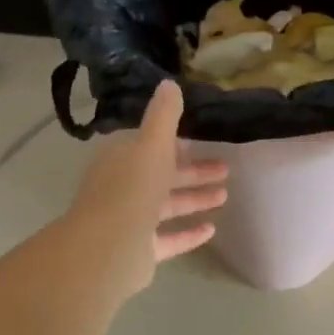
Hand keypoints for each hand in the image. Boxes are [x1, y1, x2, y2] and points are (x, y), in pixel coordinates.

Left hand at [66, 80, 228, 296]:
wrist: (107, 248)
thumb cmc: (131, 189)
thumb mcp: (152, 145)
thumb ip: (164, 116)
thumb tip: (169, 83)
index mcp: (121, 159)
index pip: (148, 145)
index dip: (174, 142)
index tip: (200, 140)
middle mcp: (122, 187)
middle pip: (162, 175)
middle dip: (193, 171)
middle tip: (225, 169)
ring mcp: (129, 220)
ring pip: (166, 206)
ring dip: (194, 199)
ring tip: (224, 196)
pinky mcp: (139, 250)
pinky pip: (168, 238)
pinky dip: (188, 233)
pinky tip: (212, 230)